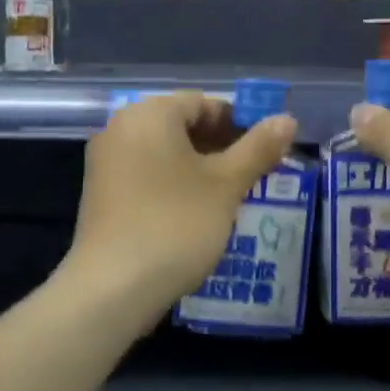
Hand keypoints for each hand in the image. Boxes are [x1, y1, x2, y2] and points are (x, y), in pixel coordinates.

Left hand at [64, 92, 297, 313]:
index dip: (241, 121)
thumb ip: (258, 148)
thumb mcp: (226, 185)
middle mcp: (121, 128)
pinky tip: (200, 211)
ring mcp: (107, 162)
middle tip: (256, 172)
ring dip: (202, 166)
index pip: (204, 102)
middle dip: (223, 145)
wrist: (113, 288)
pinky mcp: (103, 194)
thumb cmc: (176, 224)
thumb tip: (287, 120)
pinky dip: (176, 182)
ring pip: (167, 152)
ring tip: (233, 194)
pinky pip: (148, 173)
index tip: (268, 149)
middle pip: (183, 124)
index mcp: (149, 114)